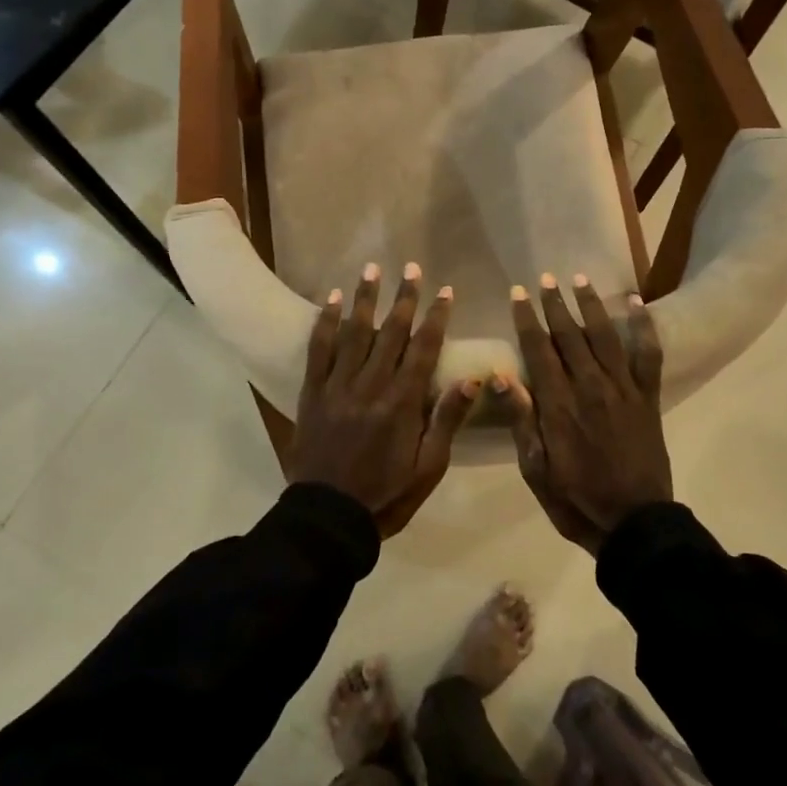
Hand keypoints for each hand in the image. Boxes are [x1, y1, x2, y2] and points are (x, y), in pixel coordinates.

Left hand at [288, 262, 479, 537]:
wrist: (328, 517)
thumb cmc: (386, 495)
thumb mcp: (429, 467)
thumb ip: (447, 420)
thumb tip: (474, 379)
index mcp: (402, 404)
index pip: (424, 350)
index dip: (436, 318)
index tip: (446, 291)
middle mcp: (370, 386)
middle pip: (391, 333)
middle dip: (404, 298)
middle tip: (412, 268)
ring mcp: (337, 387)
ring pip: (354, 333)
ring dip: (365, 299)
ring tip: (372, 270)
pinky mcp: (312, 393)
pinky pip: (318, 351)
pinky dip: (326, 323)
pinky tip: (332, 301)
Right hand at [503, 273, 670, 555]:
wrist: (634, 523)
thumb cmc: (576, 500)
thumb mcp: (536, 470)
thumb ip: (522, 420)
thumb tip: (501, 376)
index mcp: (558, 405)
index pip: (538, 350)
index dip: (527, 319)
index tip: (518, 294)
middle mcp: (590, 387)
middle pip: (570, 336)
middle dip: (555, 305)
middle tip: (544, 280)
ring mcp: (623, 390)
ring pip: (604, 337)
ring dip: (591, 305)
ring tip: (580, 279)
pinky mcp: (647, 398)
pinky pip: (648, 355)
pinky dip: (644, 327)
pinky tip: (637, 304)